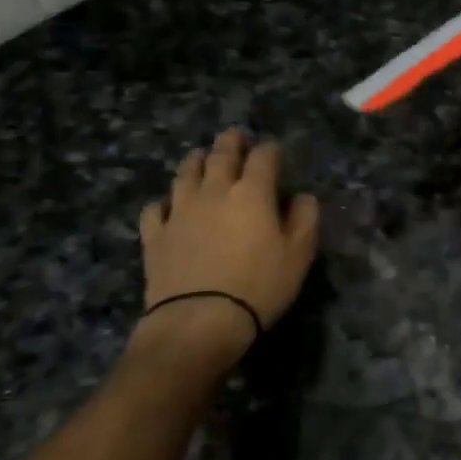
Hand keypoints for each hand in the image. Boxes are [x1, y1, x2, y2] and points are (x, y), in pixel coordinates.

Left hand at [134, 129, 319, 365]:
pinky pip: (155, 209)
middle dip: (231, 142)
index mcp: (252, 192)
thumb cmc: (257, 287)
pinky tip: (168, 207)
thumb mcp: (299, 256)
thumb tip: (302, 197)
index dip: (271, 149)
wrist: (198, 322)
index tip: (275, 151)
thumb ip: (305, 219)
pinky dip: (163, 203)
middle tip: (235, 137)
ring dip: (196, 161)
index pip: (263, 156)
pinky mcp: (156, 236)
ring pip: (185, 174)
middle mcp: (214, 191)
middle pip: (221, 155)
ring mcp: (180, 211)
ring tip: (200, 158)